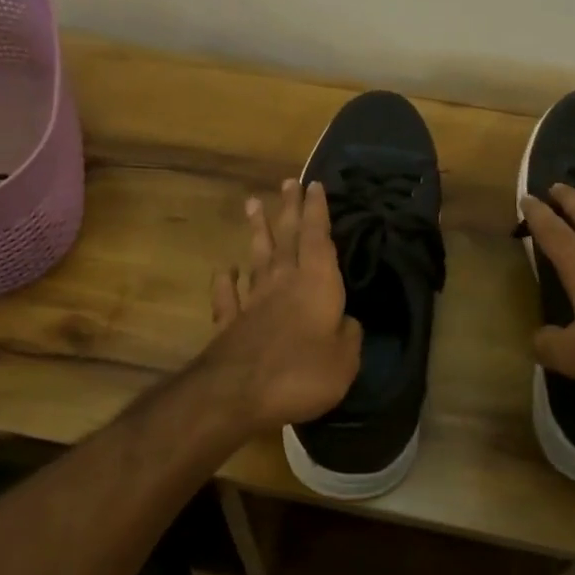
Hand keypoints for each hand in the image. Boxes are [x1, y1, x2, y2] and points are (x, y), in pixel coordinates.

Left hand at [202, 179, 363, 432]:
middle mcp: (283, 282)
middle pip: (287, 238)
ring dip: (257, 231)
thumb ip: (349, 337)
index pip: (319, 238)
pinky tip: (225, 269)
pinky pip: (228, 296)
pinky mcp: (230, 323)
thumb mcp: (345, 361)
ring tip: (252, 204)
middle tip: (288, 182)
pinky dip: (225, 281)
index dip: (317, 211)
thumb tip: (347, 323)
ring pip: (257, 257)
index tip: (314, 185)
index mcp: (316, 284)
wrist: (237, 393)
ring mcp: (253, 301)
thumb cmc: (301, 372)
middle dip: (289, 209)